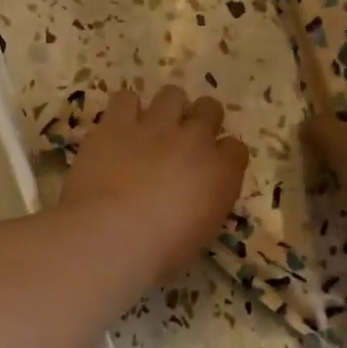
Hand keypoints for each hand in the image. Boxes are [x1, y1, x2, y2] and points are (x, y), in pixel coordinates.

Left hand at [59, 86, 248, 280]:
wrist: (110, 237)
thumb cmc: (158, 253)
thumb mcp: (199, 235)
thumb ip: (204, 205)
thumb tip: (194, 200)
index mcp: (221, 174)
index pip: (236, 148)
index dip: (222, 155)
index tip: (210, 167)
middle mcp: (194, 141)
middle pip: (209, 109)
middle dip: (199, 120)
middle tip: (182, 141)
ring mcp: (155, 126)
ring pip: (171, 95)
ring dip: (165, 108)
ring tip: (151, 127)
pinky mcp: (116, 124)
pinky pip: (126, 99)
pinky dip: (125, 111)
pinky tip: (118, 127)